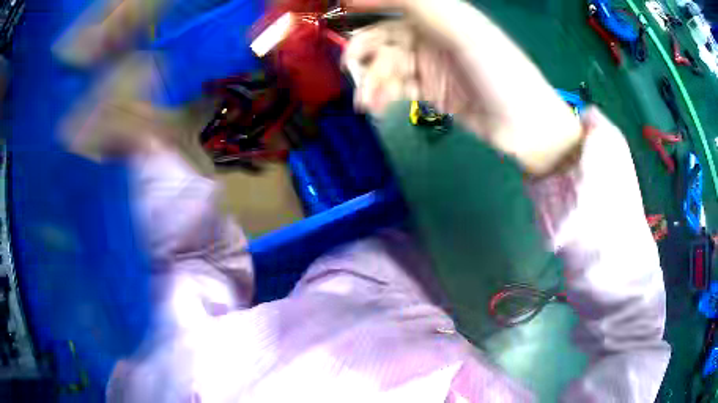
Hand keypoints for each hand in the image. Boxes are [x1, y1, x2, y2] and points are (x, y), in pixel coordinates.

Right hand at [344, 0, 582, 175]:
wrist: (525, 125)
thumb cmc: (500, 70)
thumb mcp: (462, 28)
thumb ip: (419, 3)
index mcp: (443, 17)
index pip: (399, 3)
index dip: (371, 3)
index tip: (341, 6)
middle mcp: (434, 36)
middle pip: (386, 37)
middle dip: (366, 51)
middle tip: (350, 69)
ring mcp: (432, 65)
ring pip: (389, 65)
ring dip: (373, 80)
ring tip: (365, 102)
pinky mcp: (432, 91)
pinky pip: (398, 87)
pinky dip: (383, 95)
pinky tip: (375, 107)